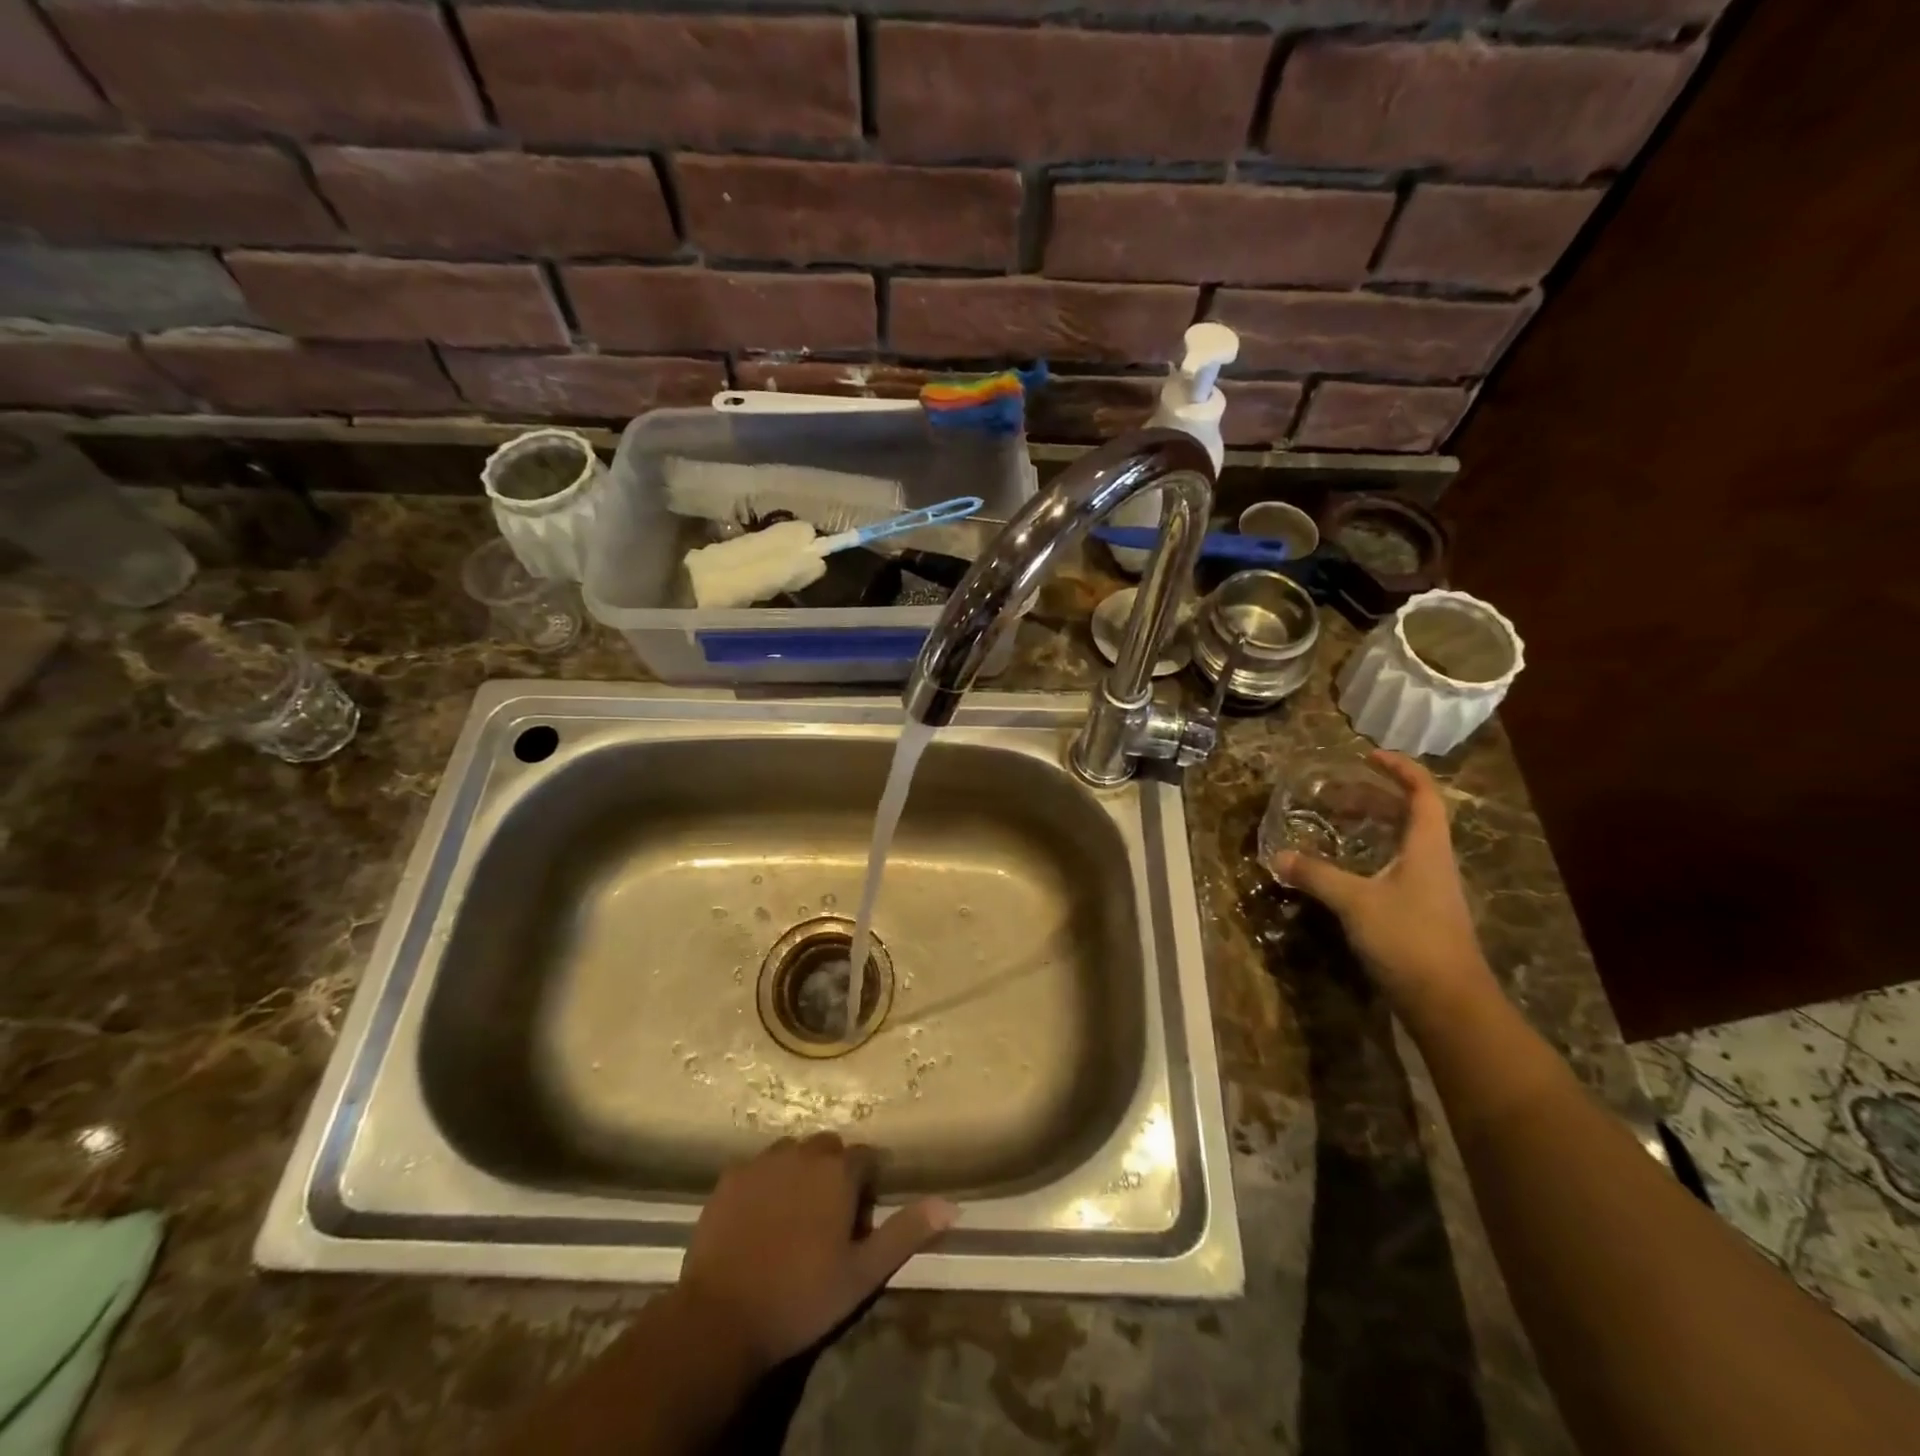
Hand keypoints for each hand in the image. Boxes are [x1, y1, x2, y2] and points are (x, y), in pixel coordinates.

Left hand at [675, 1132, 956, 1371]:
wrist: (721, 1317)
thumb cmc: (801, 1297)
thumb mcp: (863, 1273)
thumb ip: (906, 1232)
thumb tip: (951, 1204)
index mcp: (838, 1171)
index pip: (867, 1158)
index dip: (868, 1183)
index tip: (861, 1216)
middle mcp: (803, 1153)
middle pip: (829, 1148)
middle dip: (834, 1171)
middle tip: (829, 1216)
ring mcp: (763, 1162)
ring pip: (792, 1152)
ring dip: (800, 1171)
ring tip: (794, 1214)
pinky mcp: (730, 1177)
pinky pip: (758, 1167)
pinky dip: (766, 1182)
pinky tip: (760, 1217)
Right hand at [1272, 750, 1495, 1021]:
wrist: (1449, 1003)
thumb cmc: (1409, 939)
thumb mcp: (1355, 902)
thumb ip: (1316, 875)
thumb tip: (1278, 856)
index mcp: (1428, 848)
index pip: (1423, 794)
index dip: (1400, 769)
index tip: (1368, 755)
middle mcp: (1434, 862)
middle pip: (1411, 816)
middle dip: (1375, 797)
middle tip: (1336, 793)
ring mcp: (1430, 890)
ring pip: (1403, 843)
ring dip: (1373, 827)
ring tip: (1336, 823)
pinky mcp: (1420, 914)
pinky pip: (1396, 868)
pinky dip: (1371, 856)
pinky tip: (1345, 869)